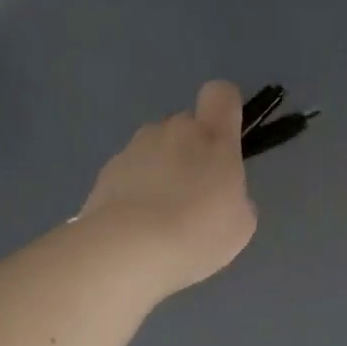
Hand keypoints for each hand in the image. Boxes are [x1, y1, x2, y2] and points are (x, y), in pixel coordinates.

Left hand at [79, 81, 257, 292]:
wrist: (127, 251)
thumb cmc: (198, 232)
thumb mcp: (240, 223)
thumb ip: (235, 197)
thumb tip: (221, 195)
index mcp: (212, 137)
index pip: (221, 94)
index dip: (225, 109)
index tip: (226, 139)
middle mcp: (173, 131)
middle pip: (186, 126)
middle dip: (192, 152)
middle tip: (195, 197)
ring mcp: (135, 148)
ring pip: (156, 149)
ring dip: (161, 172)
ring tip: (162, 219)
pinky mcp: (106, 171)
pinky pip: (130, 173)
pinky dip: (135, 192)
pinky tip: (137, 228)